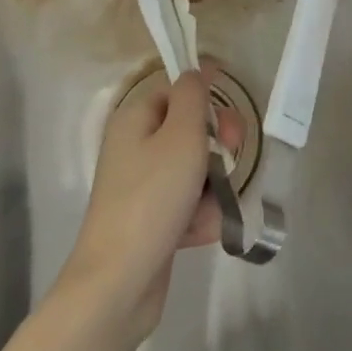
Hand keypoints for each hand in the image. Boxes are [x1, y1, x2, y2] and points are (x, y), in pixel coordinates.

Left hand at [55, 70, 240, 348]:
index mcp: (135, 119)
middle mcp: (135, 147)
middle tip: (232, 157)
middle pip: (189, 130)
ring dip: (213, 187)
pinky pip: (188, 205)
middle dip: (218, 145)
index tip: (230, 119)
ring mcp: (143, 186)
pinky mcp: (152, 221)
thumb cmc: (152, 198)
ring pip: (195, 171)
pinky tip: (202, 233)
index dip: (206, 99)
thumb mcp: (181, 136)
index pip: (177, 91)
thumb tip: (196, 69)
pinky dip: (200, 216)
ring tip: (212, 207)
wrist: (119, 282)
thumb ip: (193, 96)